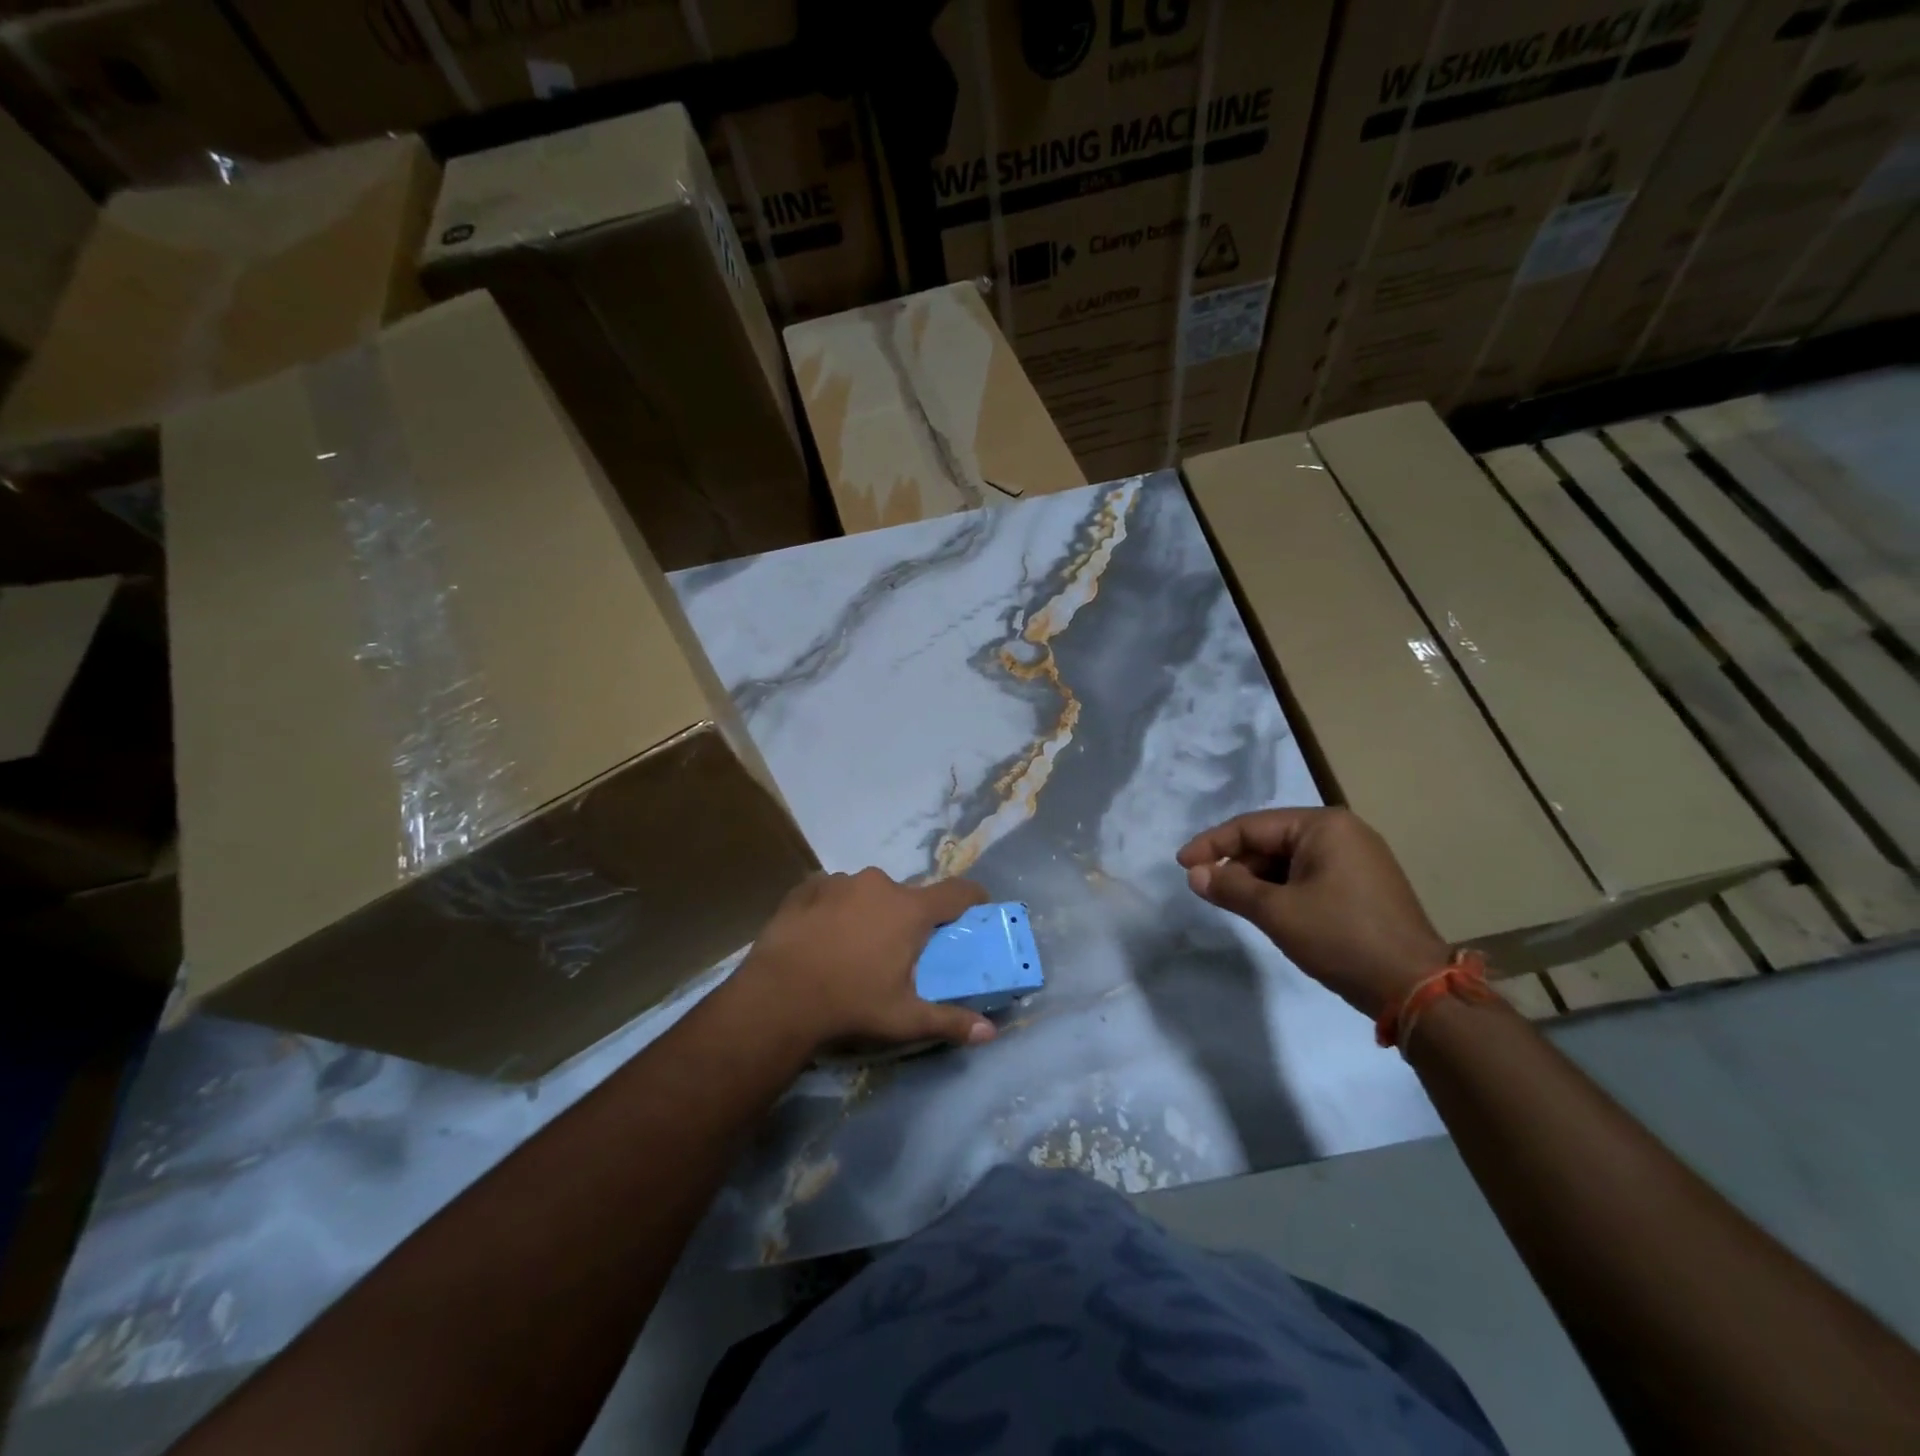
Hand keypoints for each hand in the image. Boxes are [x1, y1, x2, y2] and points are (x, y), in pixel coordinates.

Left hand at [736, 868, 996, 1051]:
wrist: (778, 995)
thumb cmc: (851, 1003)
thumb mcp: (904, 1019)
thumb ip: (950, 1021)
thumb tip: (991, 1033)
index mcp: (910, 909)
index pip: (958, 891)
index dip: (974, 898)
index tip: (978, 909)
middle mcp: (880, 884)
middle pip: (908, 895)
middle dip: (910, 918)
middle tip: (899, 951)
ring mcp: (840, 881)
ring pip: (868, 892)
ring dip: (870, 912)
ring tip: (854, 946)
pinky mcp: (808, 886)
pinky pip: (834, 892)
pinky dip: (836, 908)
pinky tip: (822, 935)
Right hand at [1176, 808, 1449, 1018]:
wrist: (1415, 988)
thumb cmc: (1341, 938)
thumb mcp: (1277, 912)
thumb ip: (1231, 887)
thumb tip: (1194, 874)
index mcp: (1324, 826)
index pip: (1252, 826)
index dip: (1212, 844)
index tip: (1182, 864)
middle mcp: (1343, 832)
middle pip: (1271, 840)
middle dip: (1236, 863)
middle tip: (1206, 888)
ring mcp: (1358, 859)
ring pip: (1289, 860)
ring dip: (1257, 879)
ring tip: (1233, 902)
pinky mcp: (1364, 885)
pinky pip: (1309, 876)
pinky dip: (1282, 890)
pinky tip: (1268, 910)